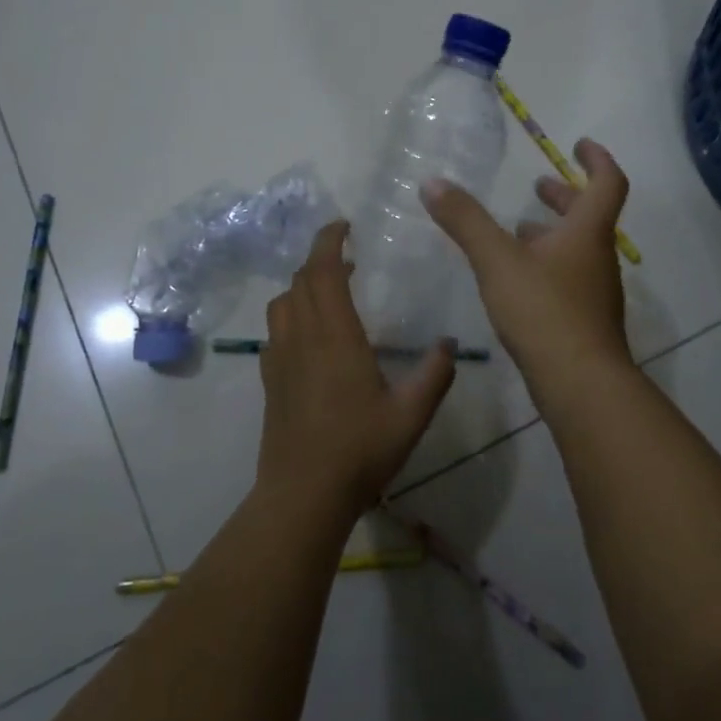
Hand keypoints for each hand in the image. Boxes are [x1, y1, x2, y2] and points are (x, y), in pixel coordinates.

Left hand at [255, 221, 457, 517]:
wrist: (302, 495)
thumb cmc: (359, 451)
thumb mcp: (411, 415)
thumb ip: (434, 375)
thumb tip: (450, 344)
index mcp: (335, 337)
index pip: (322, 271)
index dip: (329, 241)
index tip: (344, 225)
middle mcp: (302, 338)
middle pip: (299, 281)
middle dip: (320, 259)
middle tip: (347, 258)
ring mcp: (280, 359)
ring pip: (282, 303)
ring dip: (303, 286)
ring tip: (330, 292)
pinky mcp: (270, 381)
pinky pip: (276, 331)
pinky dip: (292, 315)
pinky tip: (312, 337)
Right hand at [422, 138, 633, 388]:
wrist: (581, 384)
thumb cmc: (544, 311)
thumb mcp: (498, 261)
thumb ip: (466, 222)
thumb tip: (433, 183)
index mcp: (588, 233)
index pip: (608, 183)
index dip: (597, 159)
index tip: (580, 144)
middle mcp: (598, 258)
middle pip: (590, 216)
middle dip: (564, 197)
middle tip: (539, 186)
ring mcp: (594, 292)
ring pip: (577, 250)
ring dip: (553, 234)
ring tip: (519, 230)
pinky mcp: (584, 321)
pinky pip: (568, 278)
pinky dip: (547, 265)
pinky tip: (519, 280)